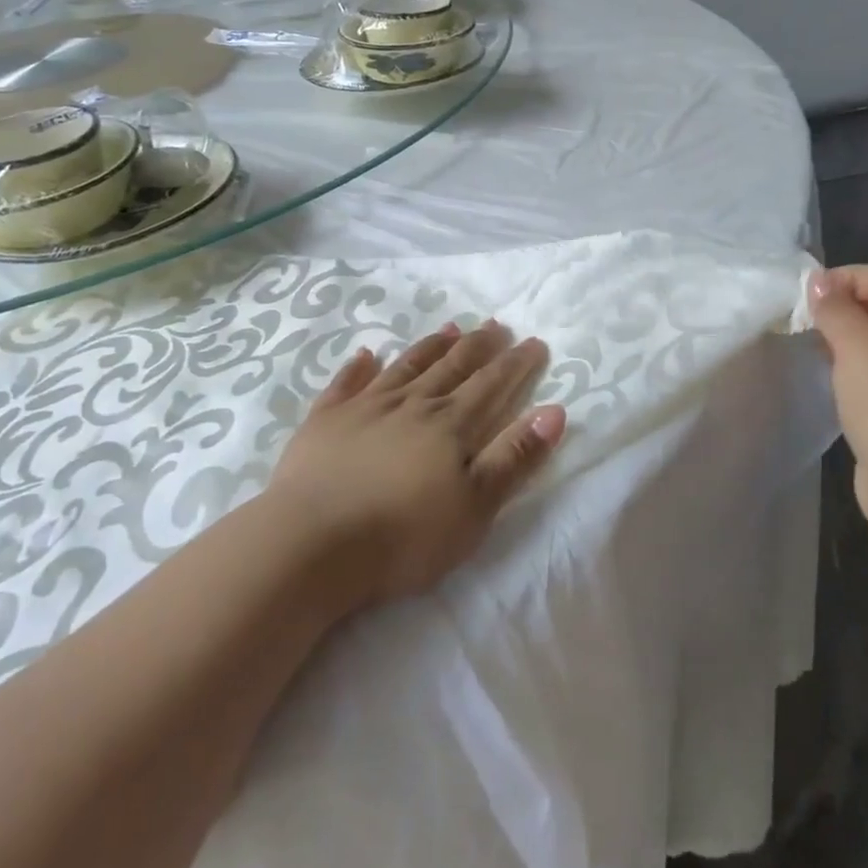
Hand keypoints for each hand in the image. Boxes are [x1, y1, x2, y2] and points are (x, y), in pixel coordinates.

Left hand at [268, 320, 566, 605]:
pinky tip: (367, 353)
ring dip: (430, 347)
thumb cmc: (403, 535)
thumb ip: (514, 458)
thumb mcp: (475, 507)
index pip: (492, 385)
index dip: (516, 363)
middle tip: (495, 324)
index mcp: (450, 425)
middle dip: (478, 346)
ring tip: (449, 328)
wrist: (312, 543)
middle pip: (452, 367)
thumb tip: (554, 411)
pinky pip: (346, 383)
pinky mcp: (325, 420)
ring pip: (406, 367)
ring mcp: (365, 407)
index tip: (533, 342)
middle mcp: (412, 404)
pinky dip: (358, 366)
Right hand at [808, 264, 867, 524]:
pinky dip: (859, 365)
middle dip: (846, 306)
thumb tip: (819, 282)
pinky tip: (834, 377)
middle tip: (807, 320)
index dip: (849, 277)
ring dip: (849, 337)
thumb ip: (835, 309)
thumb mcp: (857, 348)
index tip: (808, 295)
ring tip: (814, 346)